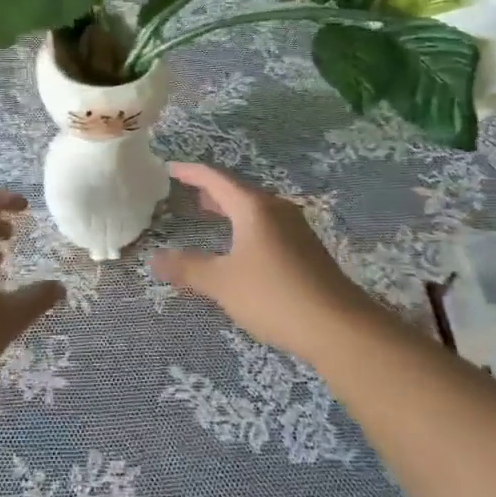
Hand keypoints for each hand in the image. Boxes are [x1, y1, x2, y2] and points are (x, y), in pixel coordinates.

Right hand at [151, 161, 370, 362]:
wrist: (340, 328)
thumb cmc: (274, 296)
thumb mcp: (222, 283)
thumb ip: (188, 268)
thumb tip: (155, 259)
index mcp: (253, 207)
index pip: (215, 178)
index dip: (190, 172)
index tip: (170, 168)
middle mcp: (275, 209)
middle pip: (237, 191)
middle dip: (211, 191)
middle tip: (187, 192)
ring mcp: (295, 229)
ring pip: (254, 209)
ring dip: (230, 210)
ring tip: (209, 215)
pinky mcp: (307, 250)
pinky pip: (267, 226)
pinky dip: (246, 227)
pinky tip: (241, 247)